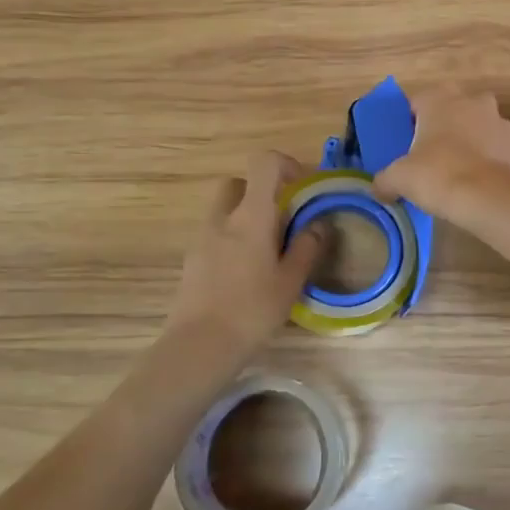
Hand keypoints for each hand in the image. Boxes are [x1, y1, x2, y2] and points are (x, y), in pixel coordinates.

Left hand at [164, 153, 325, 358]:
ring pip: (224, 210)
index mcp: (251, 216)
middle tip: (282, 220)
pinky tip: (245, 273)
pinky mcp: (191, 260)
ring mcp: (201, 238)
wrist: (199, 346)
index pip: (264, 163)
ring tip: (266, 251)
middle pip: (238, 183)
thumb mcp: (291, 280)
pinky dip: (231, 240)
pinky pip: (214, 234)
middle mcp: (222, 218)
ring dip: (245, 217)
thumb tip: (319, 223)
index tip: (303, 188)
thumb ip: (307, 247)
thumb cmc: (253, 310)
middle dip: (260, 192)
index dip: (287, 165)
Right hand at [375, 85, 509, 220]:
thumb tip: (379, 188)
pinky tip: (478, 184)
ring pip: (478, 129)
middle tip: (430, 156)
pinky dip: (488, 162)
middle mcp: (474, 101)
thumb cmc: (438, 175)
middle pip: (451, 111)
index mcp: (440, 98)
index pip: (417, 102)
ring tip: (457, 173)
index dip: (409, 124)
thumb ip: (385, 180)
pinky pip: (496, 150)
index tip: (405, 145)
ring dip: (469, 143)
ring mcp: (501, 122)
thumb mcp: (399, 179)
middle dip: (443, 129)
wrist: (491, 198)